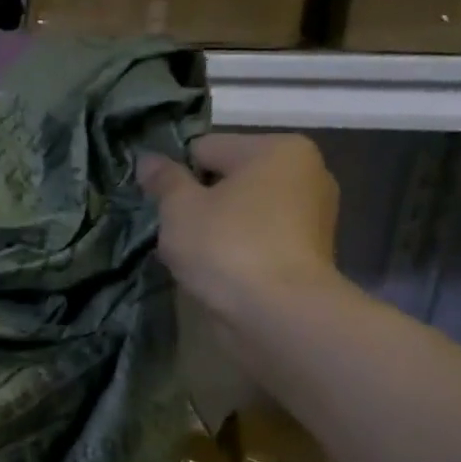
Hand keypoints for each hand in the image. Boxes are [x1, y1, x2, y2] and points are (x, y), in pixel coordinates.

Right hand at [138, 134, 340, 325]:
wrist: (278, 313)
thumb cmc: (226, 246)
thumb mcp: (180, 207)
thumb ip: (164, 179)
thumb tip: (147, 159)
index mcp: (276, 149)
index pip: (205, 148)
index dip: (175, 175)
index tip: (159, 205)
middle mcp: (305, 172)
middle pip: (228, 178)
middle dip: (198, 200)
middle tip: (174, 232)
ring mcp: (313, 214)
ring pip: (243, 210)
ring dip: (216, 226)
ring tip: (194, 255)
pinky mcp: (310, 251)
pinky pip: (258, 236)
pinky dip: (236, 247)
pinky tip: (217, 270)